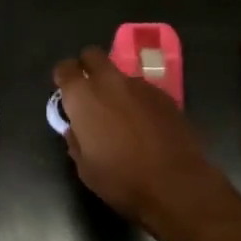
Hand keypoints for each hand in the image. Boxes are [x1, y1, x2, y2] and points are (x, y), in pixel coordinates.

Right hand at [54, 47, 233, 240]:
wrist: (176, 185)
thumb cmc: (122, 180)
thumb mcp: (85, 168)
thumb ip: (75, 139)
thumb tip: (75, 128)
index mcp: (83, 96)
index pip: (65, 68)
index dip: (63, 78)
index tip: (65, 93)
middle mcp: (109, 81)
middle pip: (92, 55)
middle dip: (87, 67)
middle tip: (90, 93)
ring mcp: (139, 84)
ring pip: (119, 74)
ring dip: (115, 87)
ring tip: (122, 116)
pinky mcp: (163, 94)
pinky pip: (142, 89)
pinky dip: (137, 100)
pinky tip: (145, 124)